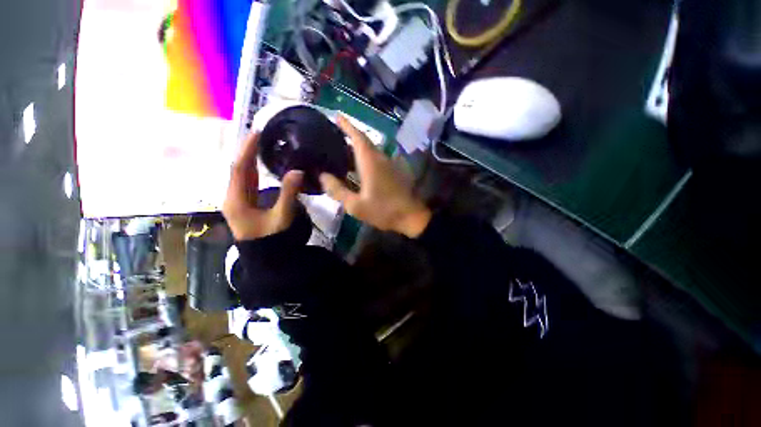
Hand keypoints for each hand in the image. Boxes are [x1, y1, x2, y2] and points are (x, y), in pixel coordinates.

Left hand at [223, 132, 303, 240]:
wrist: (267, 258)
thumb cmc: (273, 239)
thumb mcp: (282, 217)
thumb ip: (289, 193)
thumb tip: (298, 171)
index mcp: (237, 200)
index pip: (239, 168)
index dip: (247, 150)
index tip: (257, 132)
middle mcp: (232, 198)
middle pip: (238, 170)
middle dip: (247, 152)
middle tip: (261, 136)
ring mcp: (237, 202)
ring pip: (241, 176)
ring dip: (250, 160)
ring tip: (261, 146)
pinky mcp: (244, 205)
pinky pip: (247, 183)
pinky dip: (253, 171)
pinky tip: (261, 166)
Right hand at [320, 115, 431, 237]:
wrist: (410, 217)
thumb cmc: (383, 210)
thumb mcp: (356, 206)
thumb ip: (338, 190)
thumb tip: (323, 176)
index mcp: (371, 162)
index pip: (358, 137)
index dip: (347, 125)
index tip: (337, 115)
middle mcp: (381, 158)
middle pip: (364, 141)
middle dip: (350, 135)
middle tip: (333, 136)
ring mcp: (389, 164)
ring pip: (371, 150)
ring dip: (357, 148)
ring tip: (341, 151)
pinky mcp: (394, 171)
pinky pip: (376, 159)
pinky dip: (365, 158)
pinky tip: (357, 167)